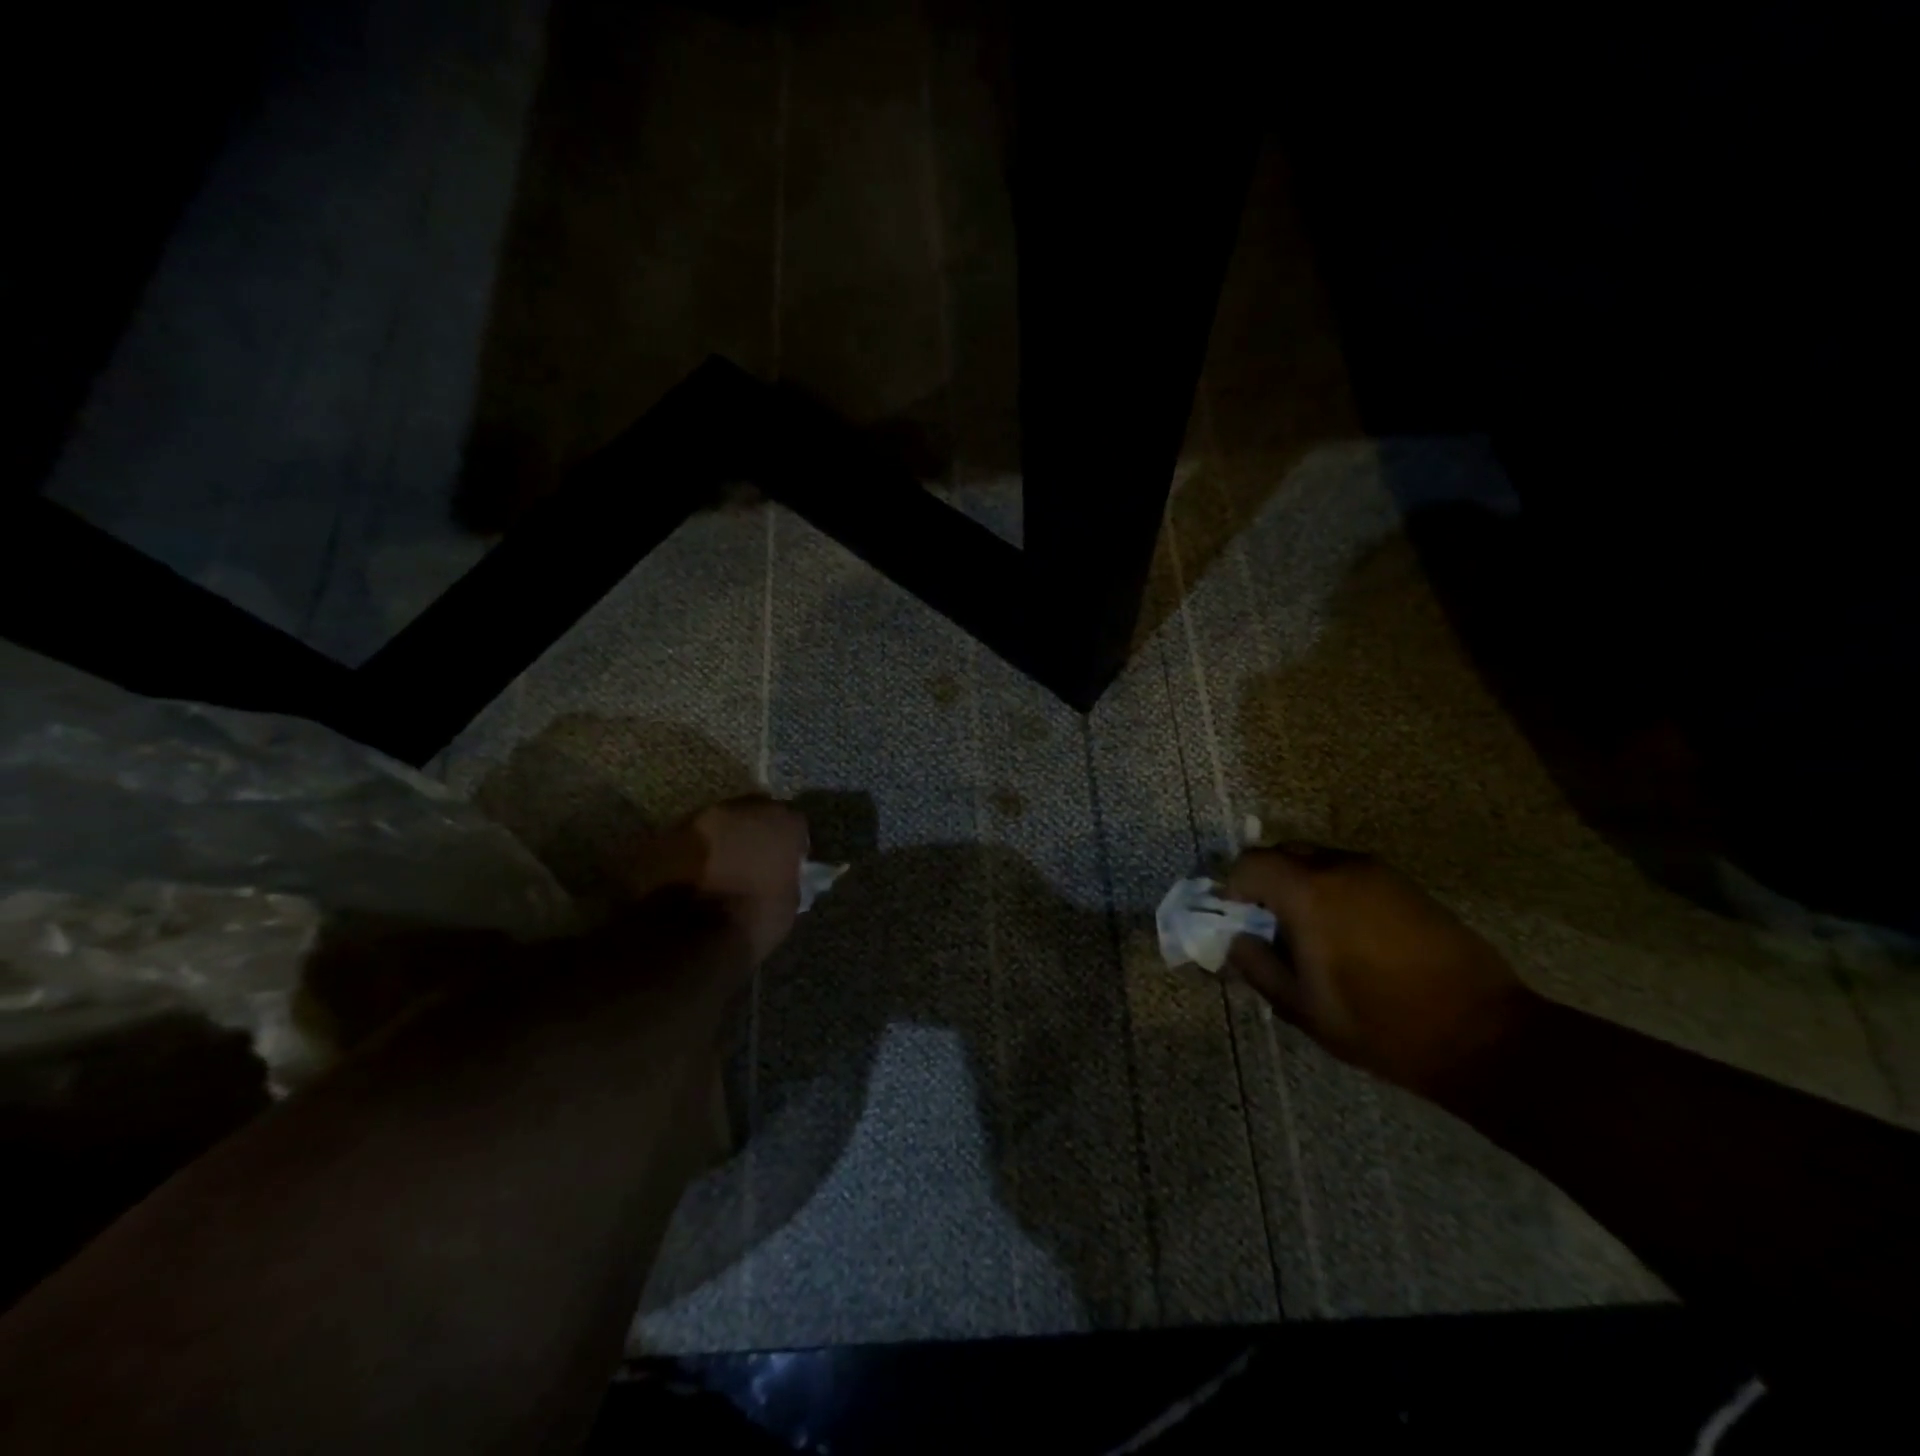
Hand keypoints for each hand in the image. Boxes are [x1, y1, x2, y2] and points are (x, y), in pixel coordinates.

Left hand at [629, 797, 809, 966]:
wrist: (687, 934)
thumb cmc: (750, 921)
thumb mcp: (788, 904)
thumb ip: (789, 877)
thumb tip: (783, 874)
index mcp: (782, 824)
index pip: (795, 823)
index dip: (790, 844)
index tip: (785, 863)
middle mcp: (744, 809)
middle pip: (755, 812)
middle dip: (755, 832)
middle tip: (751, 861)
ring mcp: (702, 817)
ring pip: (720, 822)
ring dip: (722, 839)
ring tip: (718, 869)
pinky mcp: (670, 831)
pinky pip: (690, 838)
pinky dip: (694, 851)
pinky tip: (693, 875)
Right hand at [1222, 846, 1538, 1098]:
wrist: (1484, 1036)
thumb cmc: (1381, 1024)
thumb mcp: (1302, 1007)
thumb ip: (1257, 965)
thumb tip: (1236, 939)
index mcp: (1309, 892)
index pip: (1249, 864)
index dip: (1232, 888)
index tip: (1237, 922)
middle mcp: (1342, 867)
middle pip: (1283, 854)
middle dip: (1265, 884)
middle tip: (1269, 928)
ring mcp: (1379, 873)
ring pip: (1318, 862)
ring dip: (1300, 887)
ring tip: (1311, 935)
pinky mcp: (1407, 886)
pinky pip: (1351, 874)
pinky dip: (1333, 892)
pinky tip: (1349, 936)